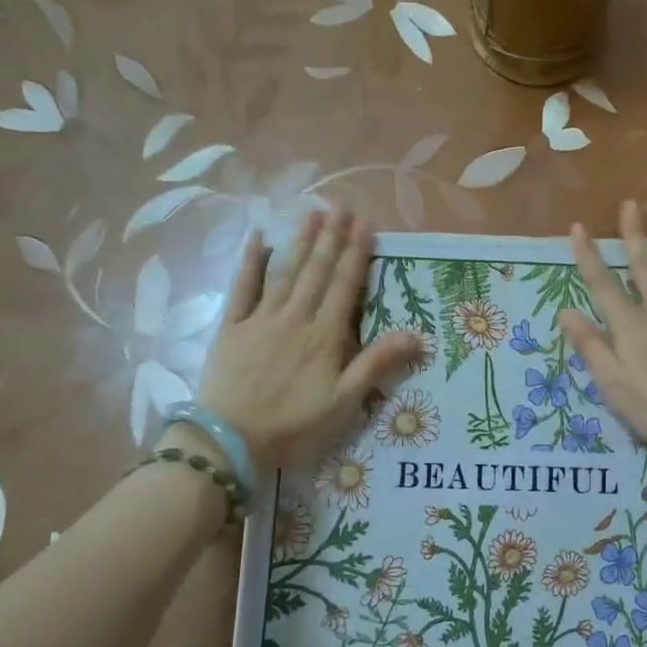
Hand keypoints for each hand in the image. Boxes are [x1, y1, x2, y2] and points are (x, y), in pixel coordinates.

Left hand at [197, 206, 419, 467]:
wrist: (230, 441)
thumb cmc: (294, 425)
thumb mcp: (344, 402)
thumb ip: (376, 364)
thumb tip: (416, 335)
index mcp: (325, 336)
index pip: (344, 286)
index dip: (356, 254)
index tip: (366, 224)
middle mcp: (295, 318)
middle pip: (316, 271)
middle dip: (331, 237)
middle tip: (341, 205)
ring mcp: (260, 320)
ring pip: (285, 272)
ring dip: (301, 241)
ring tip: (313, 213)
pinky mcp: (232, 328)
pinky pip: (242, 288)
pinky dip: (250, 262)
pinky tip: (258, 238)